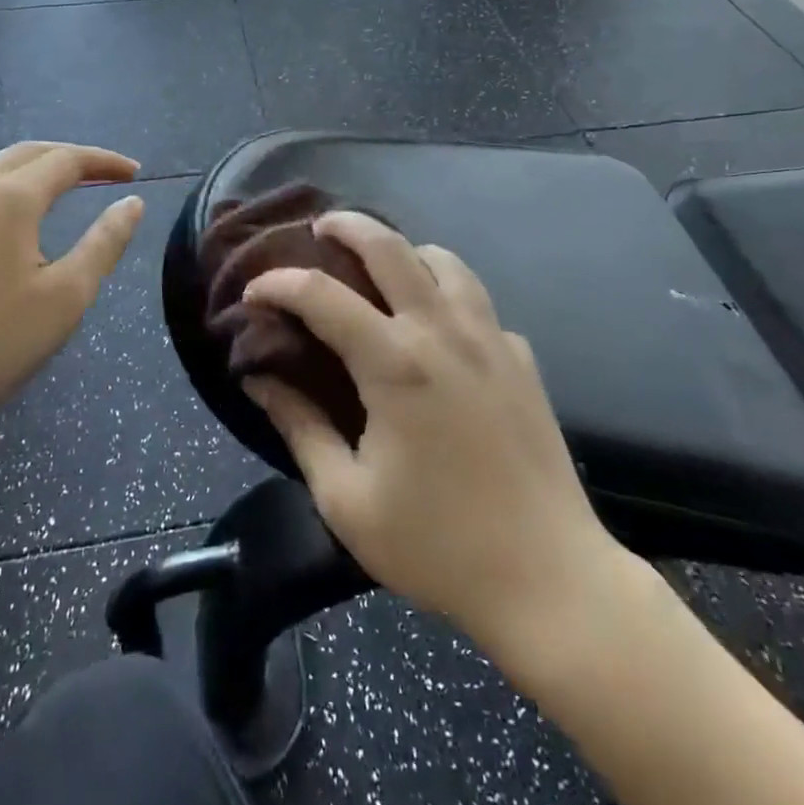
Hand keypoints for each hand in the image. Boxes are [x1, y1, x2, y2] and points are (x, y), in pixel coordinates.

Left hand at [0, 142, 144, 463]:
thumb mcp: (66, 296)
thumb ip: (104, 244)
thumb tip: (131, 204)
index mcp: (9, 199)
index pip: (66, 160)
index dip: (104, 161)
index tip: (134, 173)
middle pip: (26, 154)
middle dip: (69, 157)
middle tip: (103, 173)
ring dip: (35, 173)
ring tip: (64, 194)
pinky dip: (6, 196)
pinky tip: (11, 231)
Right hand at [243, 212, 626, 669]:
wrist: (549, 578)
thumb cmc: (438, 545)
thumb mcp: (347, 499)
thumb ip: (299, 427)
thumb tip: (259, 378)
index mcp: (395, 363)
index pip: (321, 296)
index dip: (278, 285)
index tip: (253, 293)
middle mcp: (442, 331)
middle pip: (390, 246)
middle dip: (347, 225)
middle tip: (319, 229)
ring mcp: (490, 338)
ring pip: (444, 261)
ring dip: (404, 250)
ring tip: (380, 268)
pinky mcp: (521, 357)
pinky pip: (477, 301)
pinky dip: (447, 292)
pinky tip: (438, 325)